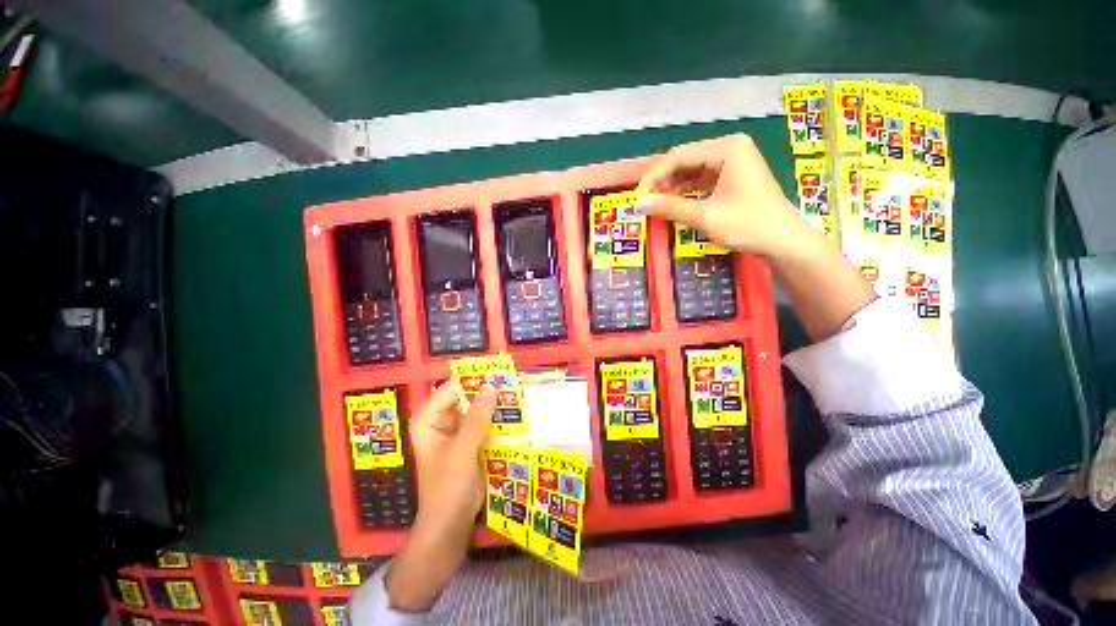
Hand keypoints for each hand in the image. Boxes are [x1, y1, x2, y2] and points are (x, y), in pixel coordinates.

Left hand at [385, 383, 495, 611]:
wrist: (450, 528)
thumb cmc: (448, 489)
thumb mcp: (463, 451)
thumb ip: (477, 419)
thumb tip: (491, 386)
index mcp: (429, 419)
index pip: (452, 388)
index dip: (474, 378)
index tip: (499, 371)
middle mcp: (441, 421)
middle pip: (465, 397)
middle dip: (487, 391)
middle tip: (513, 382)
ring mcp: (456, 432)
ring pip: (476, 409)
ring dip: (494, 404)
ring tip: (518, 395)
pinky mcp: (469, 442)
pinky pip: (483, 423)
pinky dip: (496, 419)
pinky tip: (514, 415)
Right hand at [636, 134, 810, 258]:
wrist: (783, 242)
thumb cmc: (748, 226)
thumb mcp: (705, 217)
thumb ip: (670, 208)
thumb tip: (638, 204)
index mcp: (727, 148)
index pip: (679, 156)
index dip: (654, 176)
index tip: (637, 197)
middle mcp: (730, 149)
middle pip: (685, 161)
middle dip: (662, 182)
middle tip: (644, 202)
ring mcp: (732, 162)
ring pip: (691, 171)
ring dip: (672, 188)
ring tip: (654, 205)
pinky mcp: (732, 177)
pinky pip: (701, 180)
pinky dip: (685, 192)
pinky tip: (672, 204)